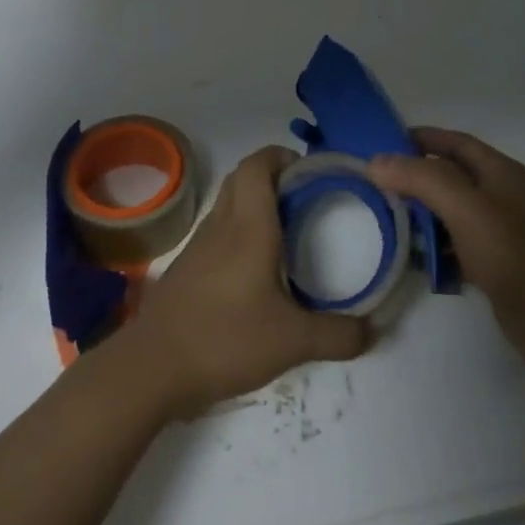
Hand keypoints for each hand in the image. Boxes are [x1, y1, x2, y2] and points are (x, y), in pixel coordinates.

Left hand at [122, 145, 370, 417]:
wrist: (152, 367)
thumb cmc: (224, 339)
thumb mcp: (292, 342)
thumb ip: (337, 335)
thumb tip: (372, 330)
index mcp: (248, 226)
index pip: (258, 164)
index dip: (283, 157)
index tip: (312, 173)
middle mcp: (222, 224)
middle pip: (243, 177)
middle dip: (274, 176)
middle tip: (306, 200)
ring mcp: (199, 244)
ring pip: (229, 203)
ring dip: (255, 202)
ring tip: (288, 232)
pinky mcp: (187, 266)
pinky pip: (218, 230)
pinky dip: (240, 230)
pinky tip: (257, 269)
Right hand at [370, 128, 524, 384]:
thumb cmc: (511, 253)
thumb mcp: (464, 207)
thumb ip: (420, 178)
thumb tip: (376, 161)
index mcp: (498, 170)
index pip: (452, 141)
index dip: (418, 138)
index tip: (379, 145)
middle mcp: (500, 193)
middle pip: (449, 175)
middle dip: (413, 177)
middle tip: (374, 185)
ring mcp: (498, 229)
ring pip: (449, 210)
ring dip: (420, 213)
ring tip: (384, 219)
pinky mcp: (494, 262)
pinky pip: (455, 243)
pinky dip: (434, 245)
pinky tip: (413, 257)